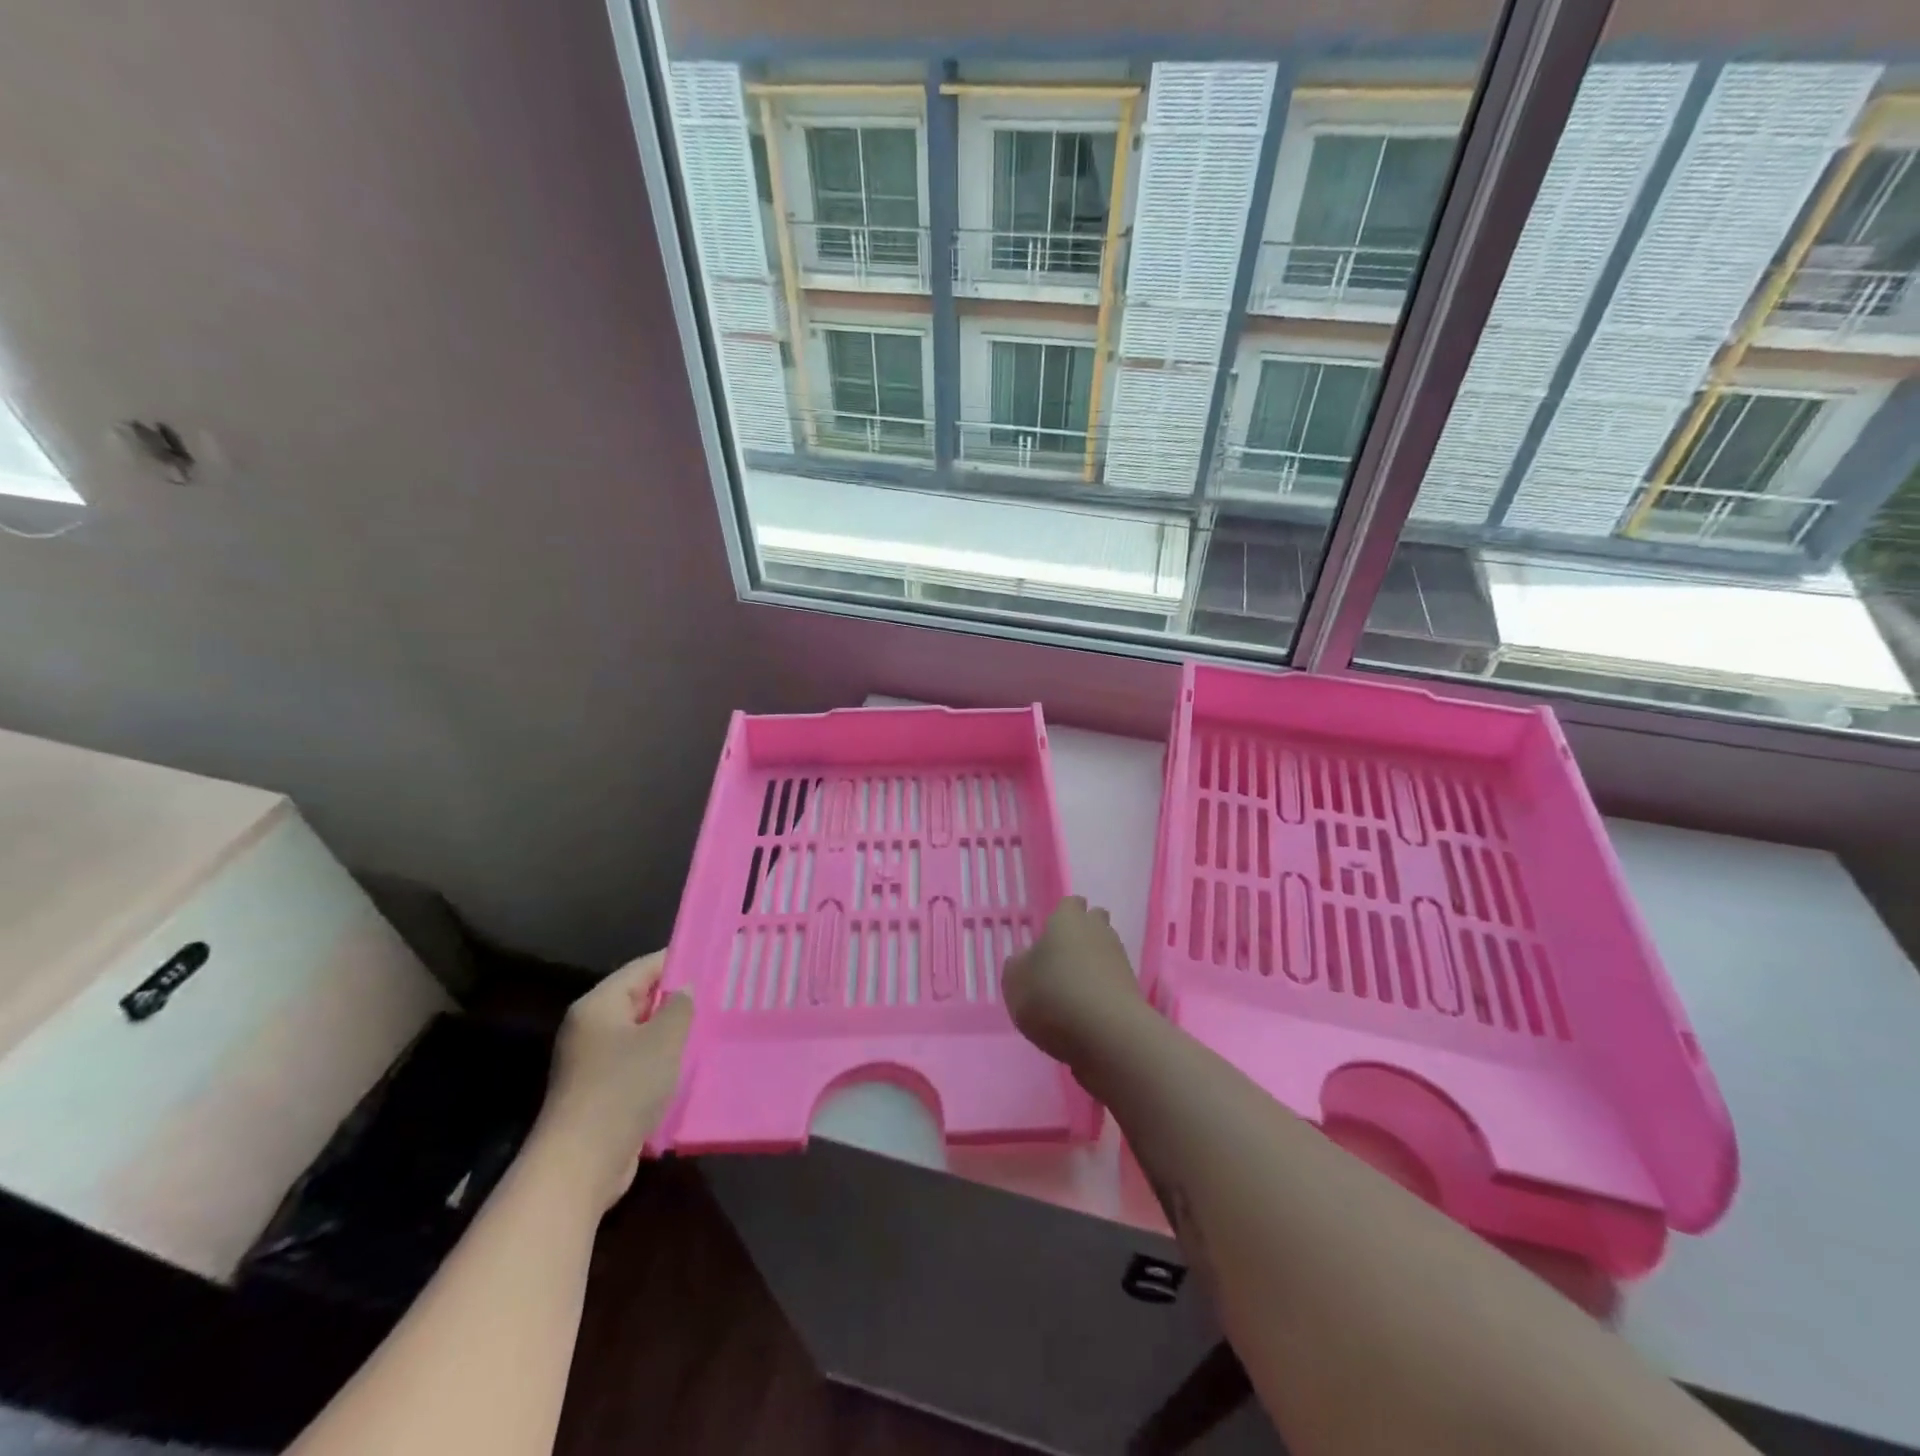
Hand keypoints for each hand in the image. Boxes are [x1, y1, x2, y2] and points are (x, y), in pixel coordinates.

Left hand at [534, 952, 692, 1212]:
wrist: (580, 1163)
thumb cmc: (623, 1087)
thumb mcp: (663, 1039)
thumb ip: (679, 1006)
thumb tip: (685, 988)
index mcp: (598, 1005)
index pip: (642, 968)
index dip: (677, 960)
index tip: (712, 959)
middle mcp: (589, 1028)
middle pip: (639, 1000)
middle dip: (676, 999)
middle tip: (717, 995)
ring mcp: (591, 1062)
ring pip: (639, 1034)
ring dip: (669, 1034)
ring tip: (708, 1029)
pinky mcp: (598, 1092)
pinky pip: (635, 1064)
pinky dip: (659, 1062)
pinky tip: (687, 1067)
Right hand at [1004, 895, 1146, 1066]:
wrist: (1108, 1034)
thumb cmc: (1053, 996)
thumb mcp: (1015, 982)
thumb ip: (1017, 966)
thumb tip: (1026, 959)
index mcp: (1068, 919)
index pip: (1070, 903)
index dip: (1061, 916)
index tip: (1049, 936)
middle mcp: (1098, 931)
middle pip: (1094, 923)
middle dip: (1082, 935)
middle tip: (1062, 960)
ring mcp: (1120, 959)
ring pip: (1105, 952)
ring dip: (1092, 965)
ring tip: (1072, 991)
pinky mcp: (1133, 989)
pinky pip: (1113, 981)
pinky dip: (1102, 990)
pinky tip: (1087, 1011)